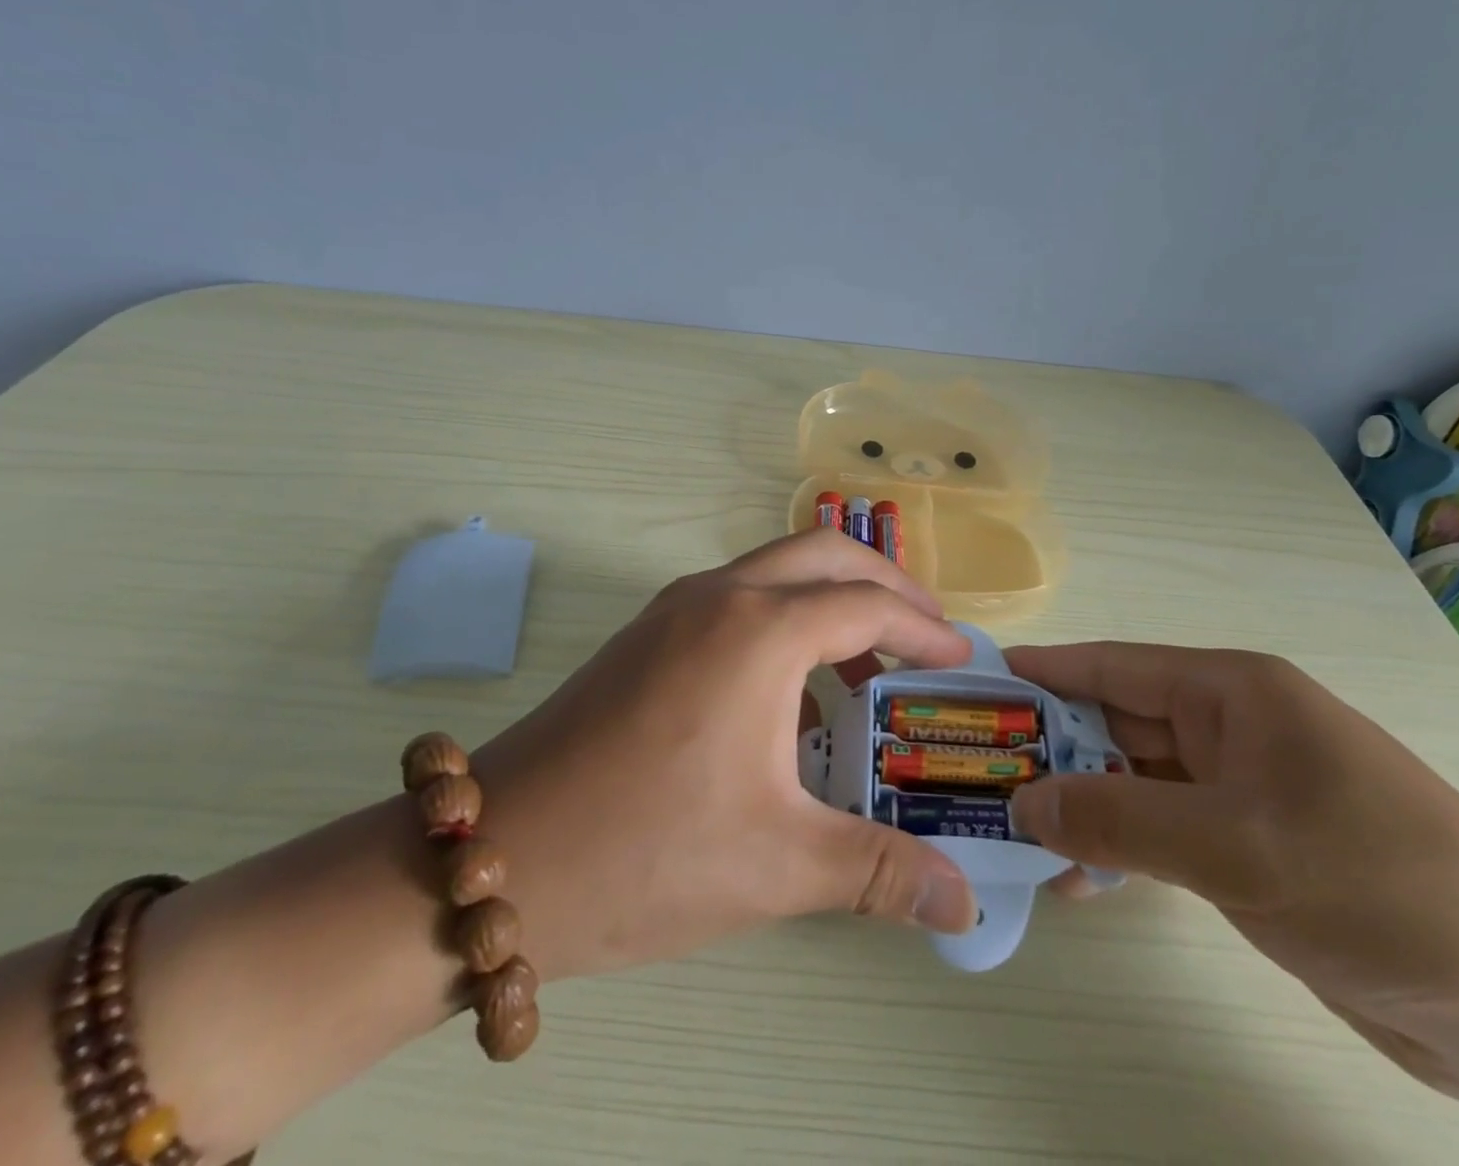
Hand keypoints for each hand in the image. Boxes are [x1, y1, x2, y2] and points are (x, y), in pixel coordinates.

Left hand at [473, 530, 978, 981]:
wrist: (494, 858)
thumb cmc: (646, 853)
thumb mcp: (777, 865)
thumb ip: (881, 873)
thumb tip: (964, 905)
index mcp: (759, 631)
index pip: (867, 606)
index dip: (924, 630)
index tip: (961, 659)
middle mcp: (720, 595)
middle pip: (825, 554)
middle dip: (886, 583)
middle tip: (927, 633)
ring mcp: (675, 607)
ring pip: (777, 568)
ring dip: (832, 596)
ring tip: (869, 663)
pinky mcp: (647, 632)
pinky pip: (740, 596)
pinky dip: (787, 616)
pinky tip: (793, 689)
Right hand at [1003, 643, 1458, 1102]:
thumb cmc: (1380, 884)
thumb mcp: (1237, 847)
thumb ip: (1120, 819)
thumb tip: (1023, 802)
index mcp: (1230, 692)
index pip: (1112, 667)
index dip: (1042, 672)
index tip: (977, 683)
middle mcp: (1229, 728)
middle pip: (1116, 721)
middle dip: (1050, 746)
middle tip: (974, 770)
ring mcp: (1240, 789)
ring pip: (1133, 779)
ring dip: (1079, 803)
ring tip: (1009, 830)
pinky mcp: (1250, 848)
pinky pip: (1161, 830)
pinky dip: (1118, 847)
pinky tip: (1075, 878)